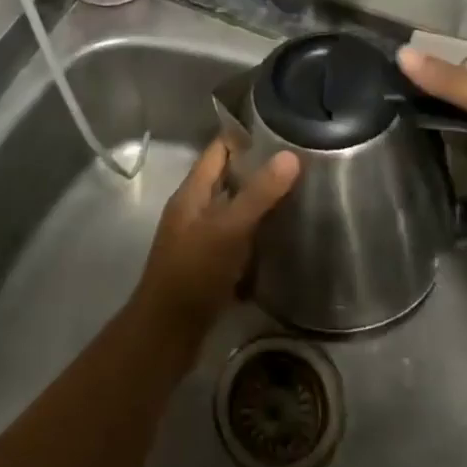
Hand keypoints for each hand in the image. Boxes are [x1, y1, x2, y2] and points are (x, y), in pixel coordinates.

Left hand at [131, 137, 299, 343]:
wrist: (166, 336)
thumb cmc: (194, 274)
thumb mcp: (229, 229)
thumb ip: (259, 193)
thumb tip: (290, 155)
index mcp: (192, 193)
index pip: (219, 150)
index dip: (245, 137)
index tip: (282, 130)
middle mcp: (194, 211)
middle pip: (228, 179)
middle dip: (259, 171)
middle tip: (300, 165)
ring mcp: (200, 240)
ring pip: (234, 211)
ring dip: (260, 205)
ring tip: (299, 197)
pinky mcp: (210, 267)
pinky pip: (237, 241)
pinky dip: (257, 237)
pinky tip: (283, 240)